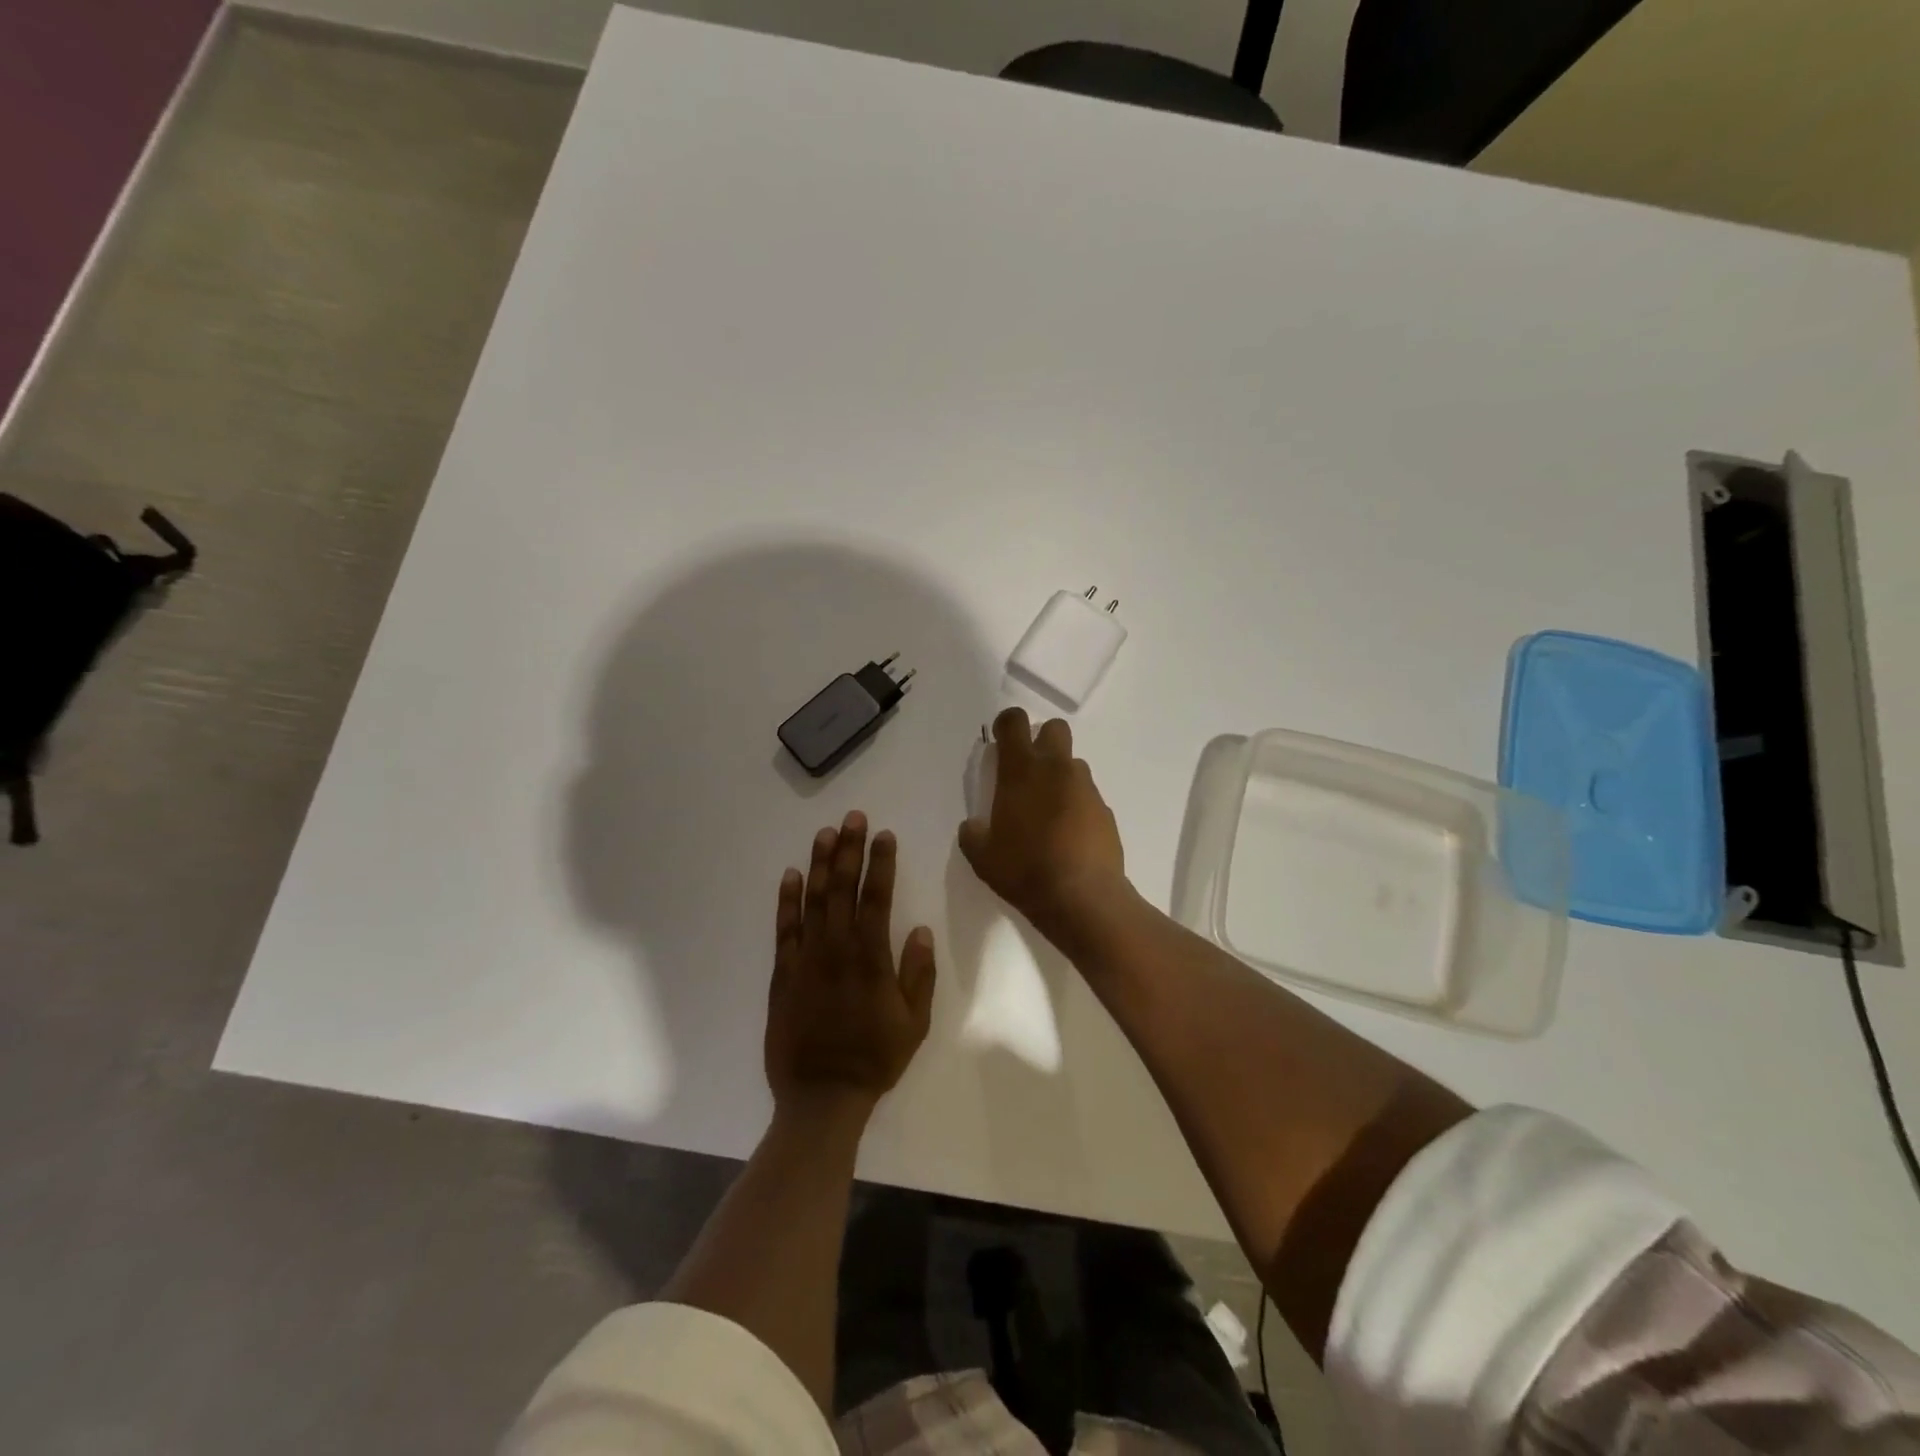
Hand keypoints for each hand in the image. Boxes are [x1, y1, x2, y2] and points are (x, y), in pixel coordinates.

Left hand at [766, 812, 936, 1122]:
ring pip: (813, 901)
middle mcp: (836, 949)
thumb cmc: (874, 1059)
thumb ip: (918, 974)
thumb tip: (919, 929)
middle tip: (853, 818)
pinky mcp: (783, 974)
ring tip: (825, 834)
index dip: (881, 864)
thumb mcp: (914, 1023)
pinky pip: (784, 930)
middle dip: (849, 850)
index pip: (877, 898)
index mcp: (871, 958)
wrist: (821, 1097)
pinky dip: (786, 901)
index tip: (884, 835)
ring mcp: (806, 959)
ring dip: (819, 864)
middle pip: (842, 889)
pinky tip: (791, 876)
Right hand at [958, 708, 1129, 945]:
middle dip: (1041, 740)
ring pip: (1073, 764)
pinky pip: (1086, 796)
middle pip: (1054, 728)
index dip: (1006, 724)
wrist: (1083, 898)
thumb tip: (975, 826)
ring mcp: (1085, 788)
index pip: (1014, 722)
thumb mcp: (982, 857)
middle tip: (1028, 771)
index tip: (1000, 740)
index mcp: (1021, 771)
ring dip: (1059, 776)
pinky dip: (1076, 805)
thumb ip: (973, 833)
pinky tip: (1068, 835)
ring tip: (1048, 811)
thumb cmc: (1024, 870)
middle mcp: (1056, 769)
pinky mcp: (1105, 810)